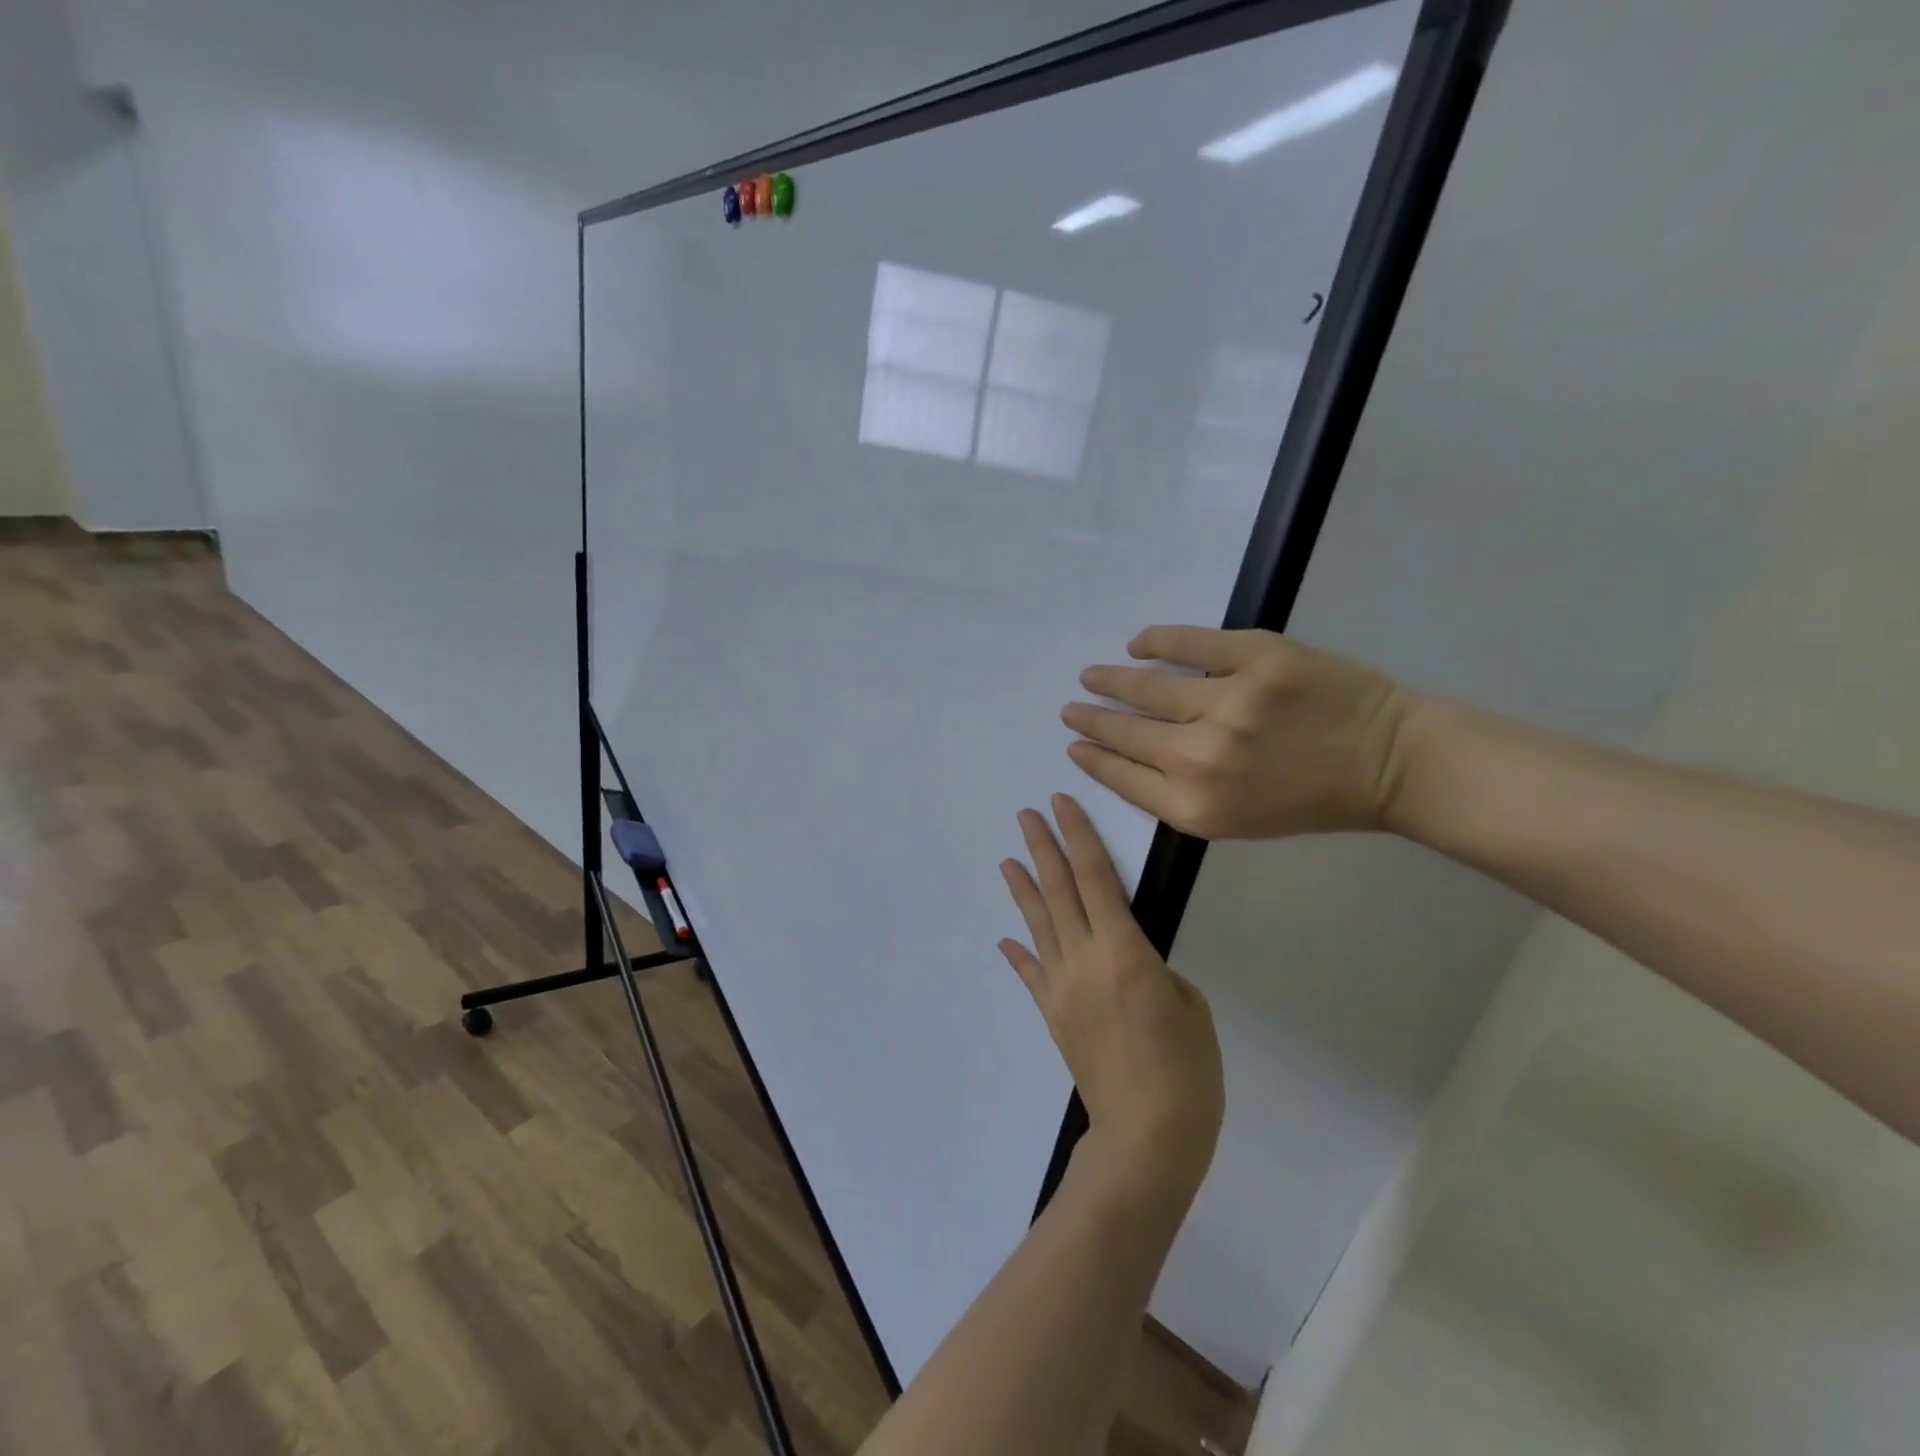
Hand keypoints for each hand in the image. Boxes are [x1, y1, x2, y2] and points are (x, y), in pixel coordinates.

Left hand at [999, 794, 1223, 1196]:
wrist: (1146, 1138)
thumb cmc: (1186, 1071)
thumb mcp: (1189, 1006)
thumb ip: (1154, 970)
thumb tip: (1128, 961)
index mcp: (1124, 951)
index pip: (1096, 877)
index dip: (1078, 836)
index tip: (1062, 805)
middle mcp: (1084, 960)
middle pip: (1059, 891)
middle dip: (1043, 848)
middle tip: (1027, 815)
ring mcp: (1062, 988)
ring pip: (1038, 925)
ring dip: (1023, 889)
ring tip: (1007, 860)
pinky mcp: (1053, 1016)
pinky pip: (1032, 975)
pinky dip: (1020, 953)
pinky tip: (1007, 938)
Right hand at [1062, 626, 1415, 840]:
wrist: (1389, 763)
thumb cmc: (1310, 801)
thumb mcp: (1235, 821)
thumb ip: (1178, 796)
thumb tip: (1127, 758)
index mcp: (1195, 806)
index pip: (1121, 776)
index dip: (1091, 758)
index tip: (1073, 746)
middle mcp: (1202, 758)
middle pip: (1125, 732)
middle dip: (1090, 720)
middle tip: (1071, 709)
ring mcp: (1231, 702)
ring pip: (1148, 686)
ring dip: (1110, 680)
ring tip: (1091, 676)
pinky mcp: (1258, 657)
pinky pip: (1189, 643)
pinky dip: (1156, 641)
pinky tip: (1137, 643)